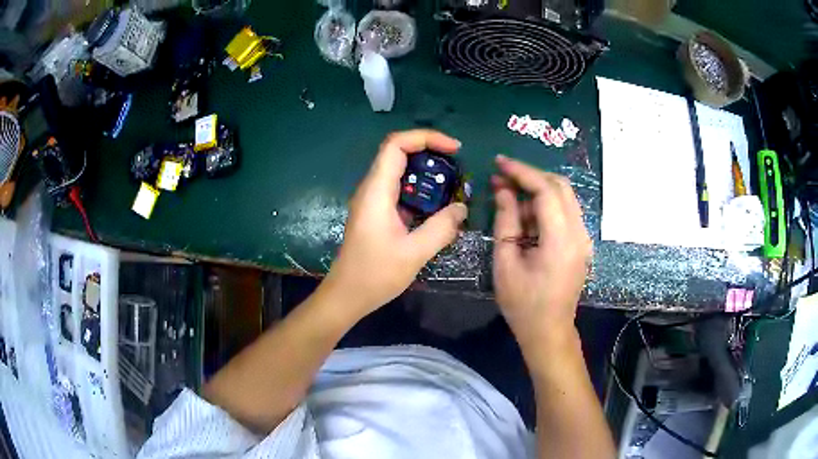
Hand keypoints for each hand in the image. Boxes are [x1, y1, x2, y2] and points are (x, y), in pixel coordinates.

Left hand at [322, 130, 468, 317]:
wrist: (346, 295)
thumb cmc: (375, 275)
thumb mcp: (414, 253)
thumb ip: (441, 228)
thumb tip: (461, 208)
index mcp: (376, 192)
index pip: (396, 145)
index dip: (426, 138)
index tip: (455, 149)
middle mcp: (371, 189)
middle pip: (398, 153)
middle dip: (430, 153)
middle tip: (458, 168)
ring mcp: (372, 201)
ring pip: (399, 172)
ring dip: (426, 173)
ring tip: (452, 186)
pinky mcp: (376, 213)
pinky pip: (398, 190)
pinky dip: (419, 191)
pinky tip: (437, 207)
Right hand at [491, 155, 591, 342]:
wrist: (549, 331)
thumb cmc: (523, 303)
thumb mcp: (506, 262)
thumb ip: (506, 221)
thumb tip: (503, 191)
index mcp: (561, 240)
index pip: (546, 190)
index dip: (522, 172)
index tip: (499, 162)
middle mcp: (579, 233)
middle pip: (560, 187)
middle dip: (531, 176)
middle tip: (503, 177)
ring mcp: (583, 239)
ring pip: (564, 197)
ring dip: (538, 190)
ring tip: (509, 196)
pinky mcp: (580, 244)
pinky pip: (565, 213)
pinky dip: (545, 206)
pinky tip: (526, 214)